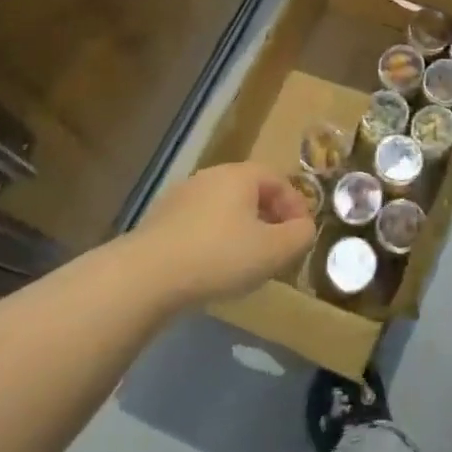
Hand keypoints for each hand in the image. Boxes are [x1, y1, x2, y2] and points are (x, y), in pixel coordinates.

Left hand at [124, 163, 317, 308]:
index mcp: (240, 176)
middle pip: (250, 191)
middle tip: (278, 248)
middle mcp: (210, 177)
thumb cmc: (219, 256)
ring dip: (241, 230)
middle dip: (269, 217)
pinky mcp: (160, 221)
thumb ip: (299, 236)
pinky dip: (214, 240)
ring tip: (247, 262)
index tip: (301, 234)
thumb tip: (304, 227)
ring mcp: (181, 197)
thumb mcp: (273, 251)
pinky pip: (199, 224)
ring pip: (223, 208)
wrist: (146, 276)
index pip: (278, 179)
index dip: (295, 205)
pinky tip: (213, 268)